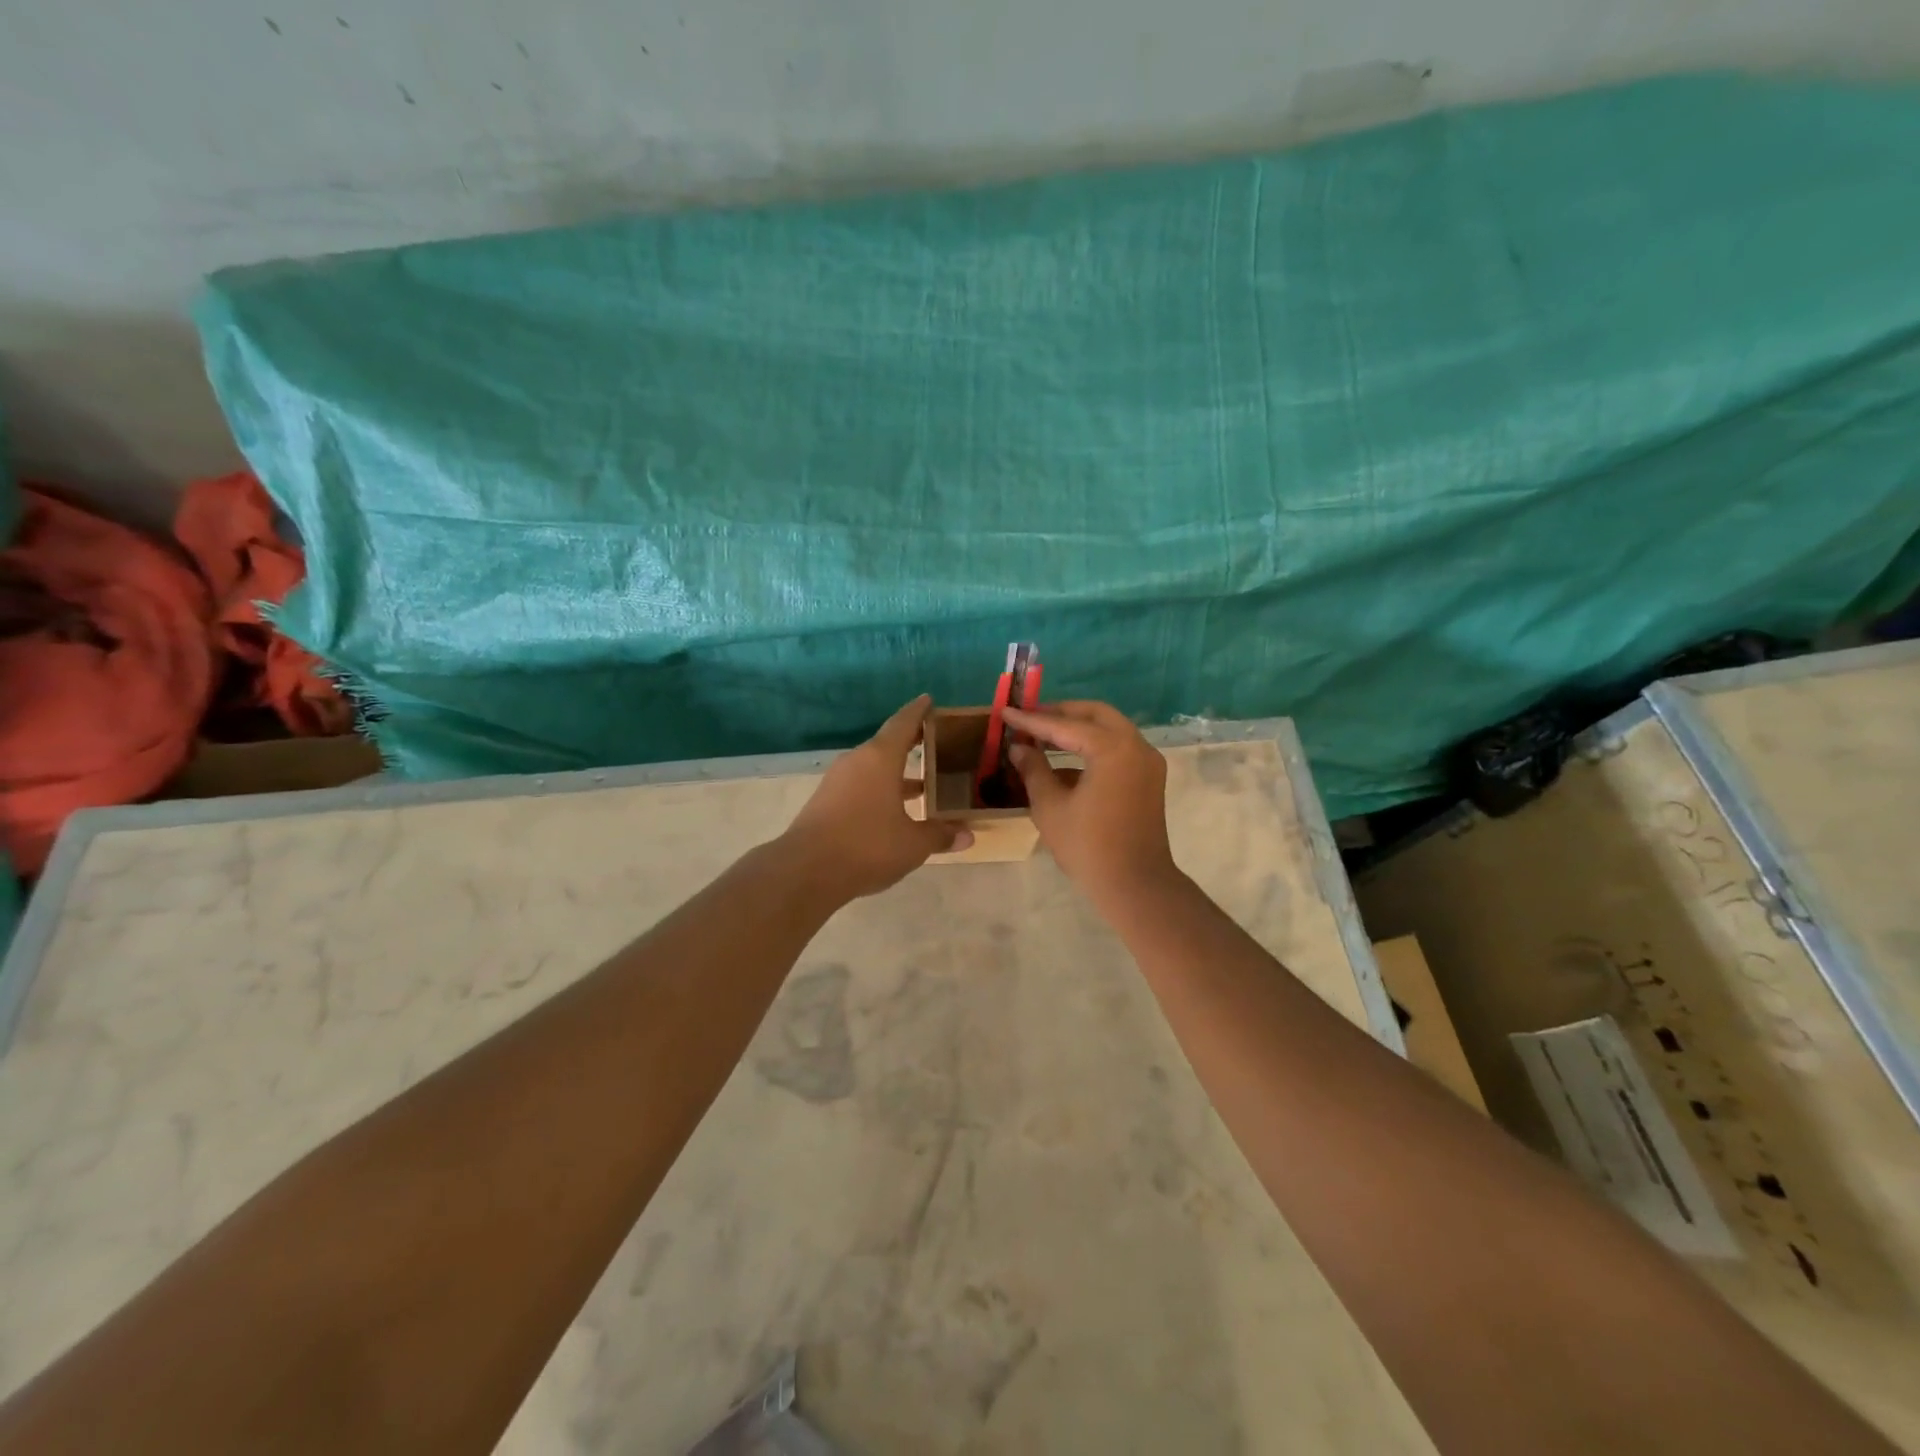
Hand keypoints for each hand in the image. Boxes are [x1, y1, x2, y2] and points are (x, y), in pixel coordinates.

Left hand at [782, 695, 971, 900]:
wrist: (806, 870)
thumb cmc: (867, 846)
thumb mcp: (912, 844)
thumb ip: (940, 835)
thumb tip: (967, 834)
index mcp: (880, 759)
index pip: (903, 724)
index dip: (918, 712)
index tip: (929, 700)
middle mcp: (857, 762)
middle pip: (887, 745)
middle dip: (911, 744)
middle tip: (935, 744)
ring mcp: (837, 782)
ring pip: (873, 768)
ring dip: (896, 773)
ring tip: (922, 784)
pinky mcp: (826, 802)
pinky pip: (860, 786)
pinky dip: (880, 790)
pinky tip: (894, 810)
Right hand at [1003, 701, 1178, 909]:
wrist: (1135, 886)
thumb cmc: (1088, 847)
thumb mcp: (1050, 806)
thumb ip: (1033, 769)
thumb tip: (1019, 747)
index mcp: (1112, 748)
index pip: (1065, 725)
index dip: (1032, 720)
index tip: (1006, 711)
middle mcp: (1136, 745)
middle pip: (1095, 714)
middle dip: (1060, 713)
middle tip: (1029, 717)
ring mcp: (1147, 762)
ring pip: (1110, 729)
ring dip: (1078, 728)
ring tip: (1043, 735)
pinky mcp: (1149, 779)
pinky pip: (1118, 749)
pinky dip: (1093, 747)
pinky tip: (1064, 762)